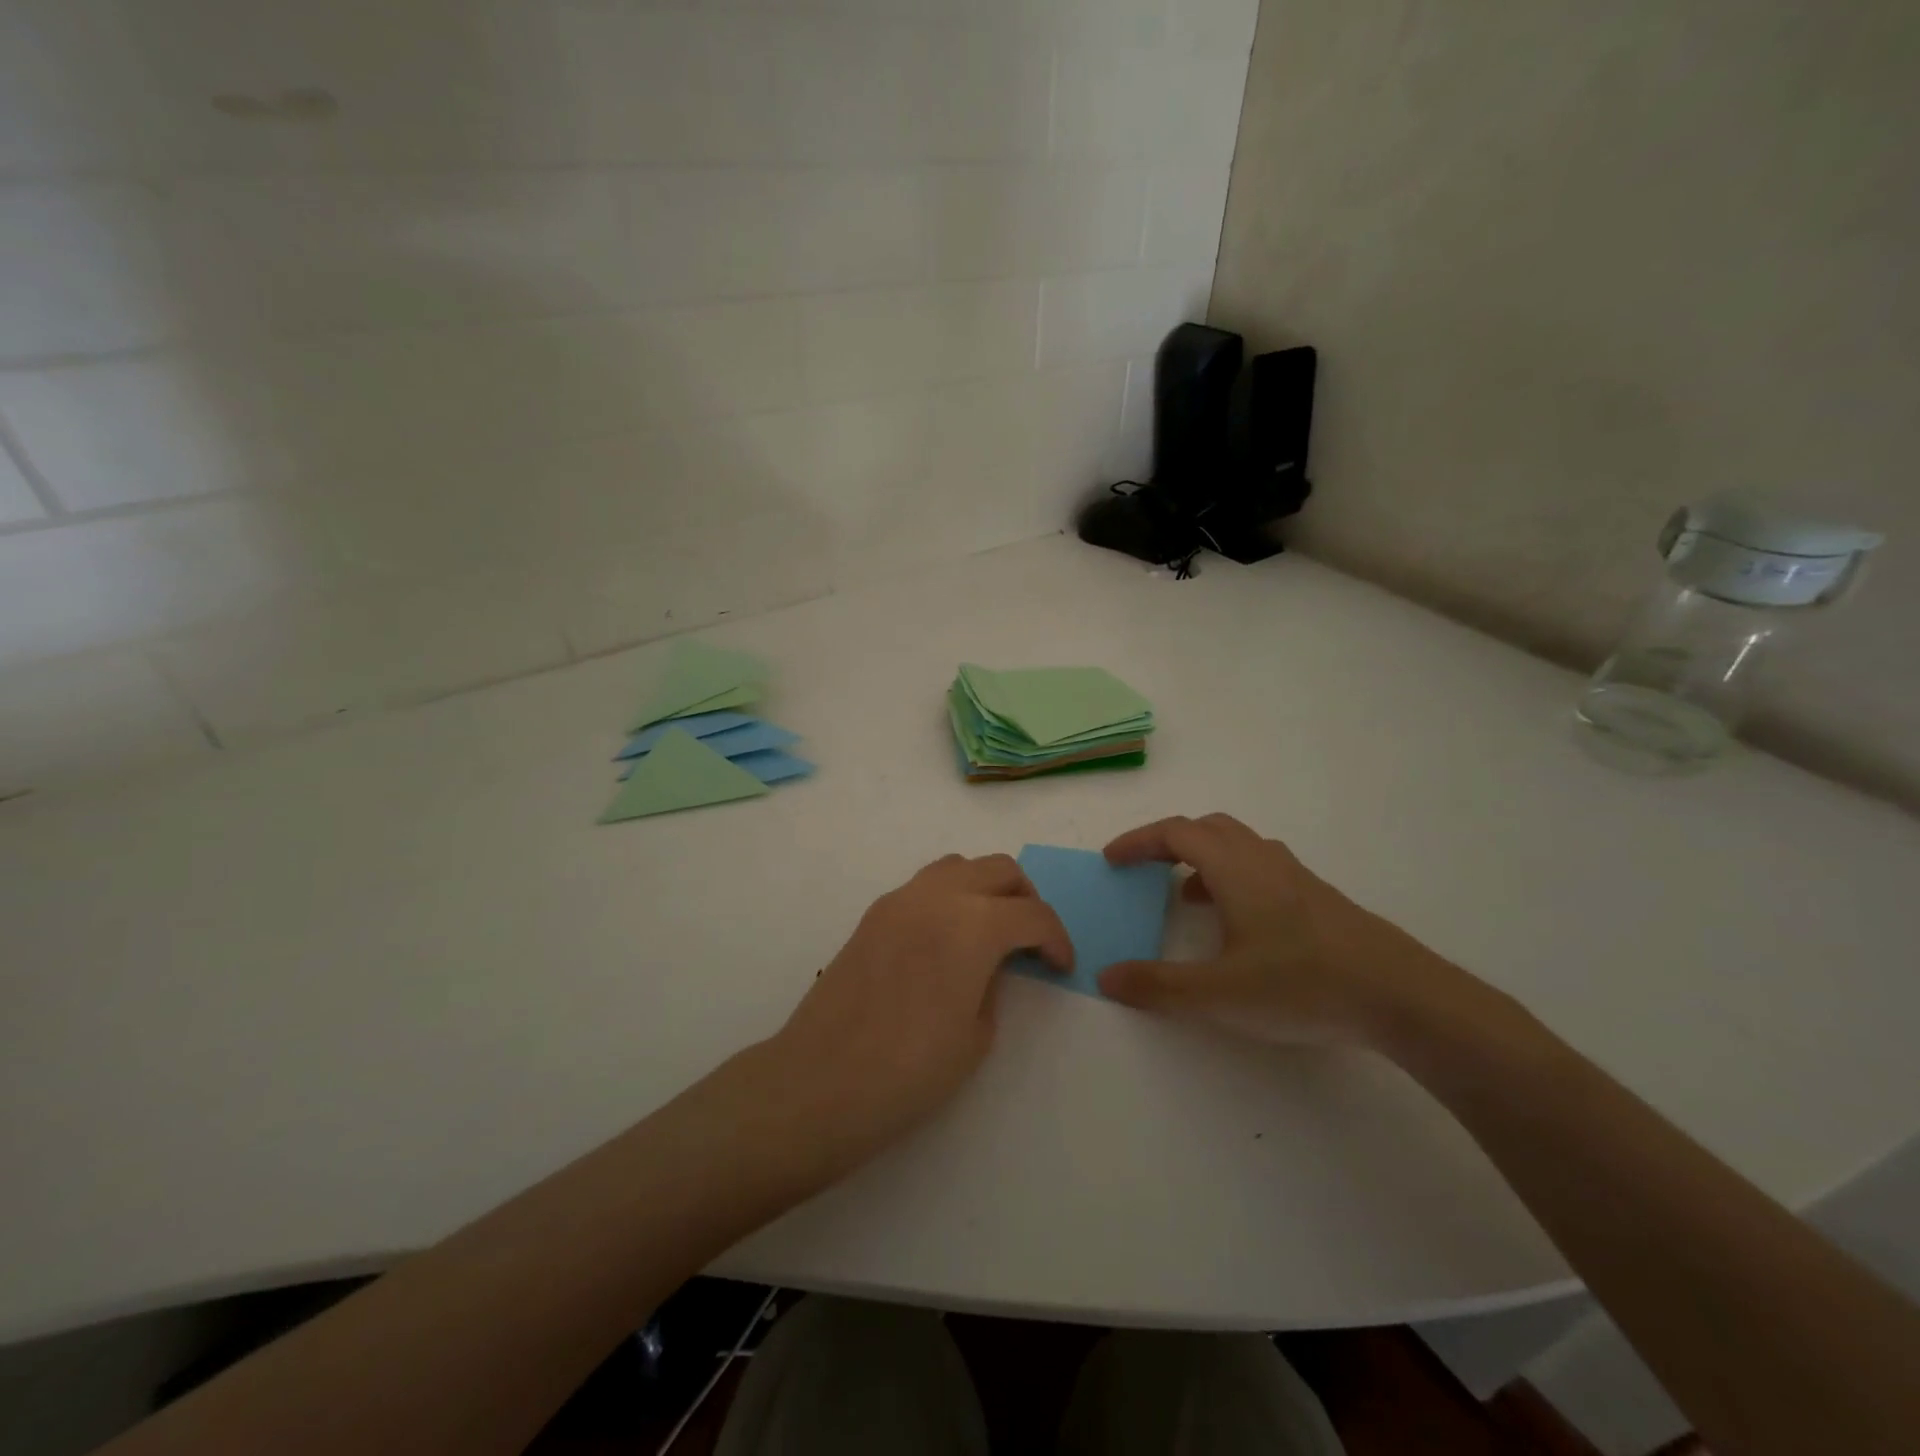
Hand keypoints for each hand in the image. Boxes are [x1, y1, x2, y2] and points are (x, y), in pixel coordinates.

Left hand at [766, 853, 1071, 1165]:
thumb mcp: (977, 1034)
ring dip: (985, 888)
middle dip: (1025, 899)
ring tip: (988, 931)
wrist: (821, 1082)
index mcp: (973, 924)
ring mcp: (900, 899)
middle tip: (1030, 940)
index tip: (1059, 966)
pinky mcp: (874, 914)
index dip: (1056, 938)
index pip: (1033, 913)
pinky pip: (924, 885)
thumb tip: (990, 963)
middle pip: (999, 869)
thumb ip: (994, 984)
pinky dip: (949, 897)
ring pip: (958, 866)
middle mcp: (938, 896)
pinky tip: (945, 940)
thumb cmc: (910, 1070)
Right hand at [1100, 813, 1468, 1046]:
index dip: (1138, 841)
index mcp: (1235, 868)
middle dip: (1169, 842)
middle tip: (1145, 870)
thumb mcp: (1219, 994)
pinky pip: (1262, 868)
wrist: (1404, 998)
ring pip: (1239, 846)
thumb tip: (1105, 976)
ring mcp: (1297, 877)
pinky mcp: (1320, 900)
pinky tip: (1239, 926)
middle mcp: (1264, 860)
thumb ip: (1158, 986)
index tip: (1112, 860)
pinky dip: (1233, 879)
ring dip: (1203, 860)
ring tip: (1186, 898)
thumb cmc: (1303, 985)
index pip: (1175, 832)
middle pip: (1208, 828)